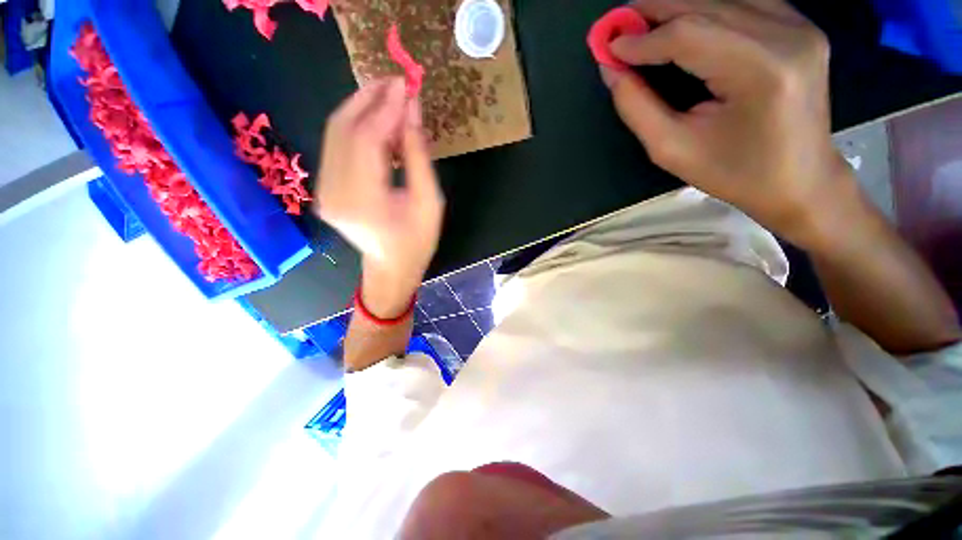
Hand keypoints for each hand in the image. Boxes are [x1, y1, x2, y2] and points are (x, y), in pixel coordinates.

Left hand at [315, 78, 444, 315]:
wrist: (391, 267)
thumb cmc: (417, 241)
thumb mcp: (429, 202)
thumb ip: (418, 156)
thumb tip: (413, 111)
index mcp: (364, 201)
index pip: (367, 138)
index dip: (386, 107)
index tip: (405, 85)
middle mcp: (334, 191)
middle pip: (343, 128)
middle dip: (368, 99)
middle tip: (394, 83)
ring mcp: (324, 190)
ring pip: (335, 132)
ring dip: (361, 110)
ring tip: (389, 100)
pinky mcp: (325, 188)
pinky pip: (337, 146)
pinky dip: (356, 129)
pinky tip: (378, 125)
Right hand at [600, 0, 854, 248]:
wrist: (801, 181)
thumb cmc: (735, 174)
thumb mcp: (672, 150)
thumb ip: (637, 107)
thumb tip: (612, 69)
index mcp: (760, 71)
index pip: (689, 35)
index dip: (642, 38)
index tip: (608, 46)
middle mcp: (787, 35)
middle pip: (707, 5)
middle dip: (656, 10)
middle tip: (619, 22)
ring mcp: (799, 26)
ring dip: (678, 6)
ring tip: (644, 21)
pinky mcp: (800, 28)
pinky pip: (744, 2)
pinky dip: (708, 8)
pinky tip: (685, 21)